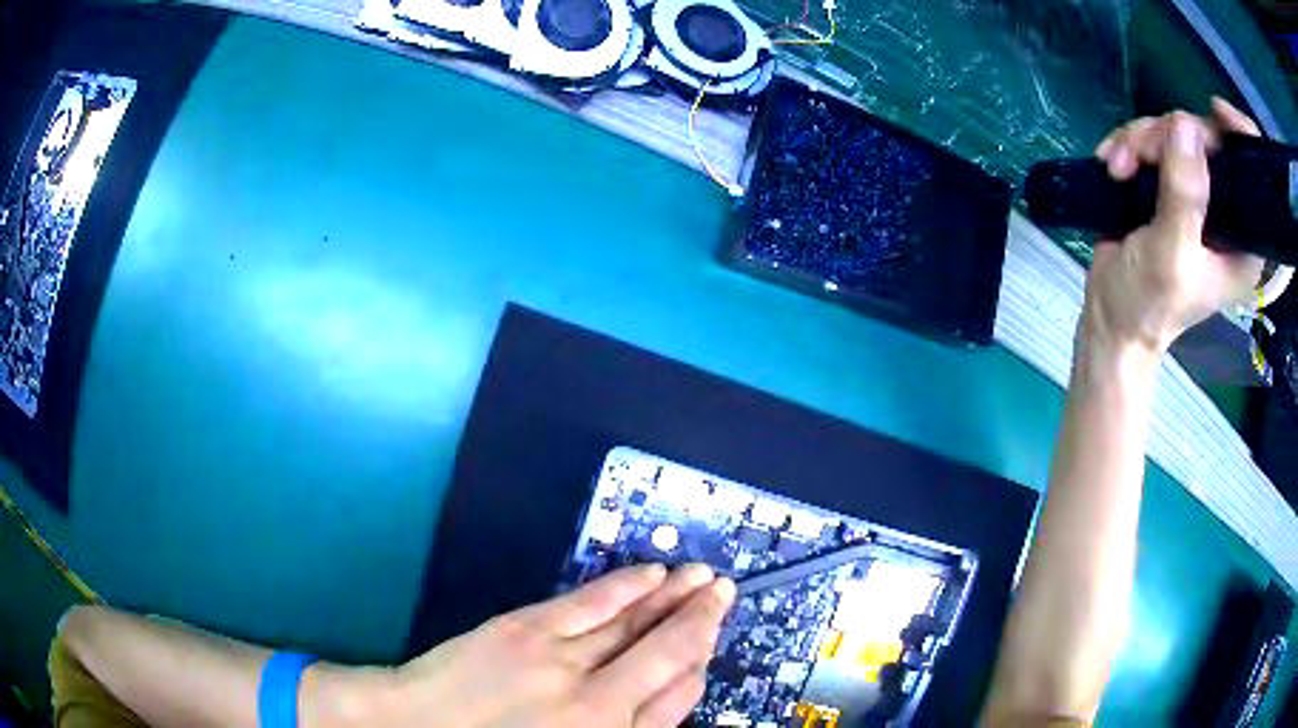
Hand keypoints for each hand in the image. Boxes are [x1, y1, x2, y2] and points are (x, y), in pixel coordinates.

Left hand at [331, 564, 733, 727]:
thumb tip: (667, 693)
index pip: (677, 700)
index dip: (698, 667)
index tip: (709, 646)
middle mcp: (602, 706)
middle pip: (670, 655)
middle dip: (703, 621)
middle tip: (724, 593)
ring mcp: (565, 664)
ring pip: (637, 624)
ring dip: (675, 597)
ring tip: (703, 577)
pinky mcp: (529, 630)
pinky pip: (593, 604)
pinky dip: (628, 587)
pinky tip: (653, 574)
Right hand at [1085, 98, 1264, 355]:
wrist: (1113, 318)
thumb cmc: (1149, 303)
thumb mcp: (1171, 254)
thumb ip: (1183, 194)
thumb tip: (1185, 124)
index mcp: (1241, 238)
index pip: (1252, 175)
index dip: (1239, 136)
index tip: (1216, 111)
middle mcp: (1223, 209)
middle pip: (1205, 139)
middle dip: (1166, 137)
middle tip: (1136, 155)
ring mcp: (1194, 193)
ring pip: (1173, 133)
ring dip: (1139, 142)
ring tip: (1117, 169)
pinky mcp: (1167, 185)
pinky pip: (1151, 141)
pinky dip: (1127, 146)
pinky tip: (1112, 165)